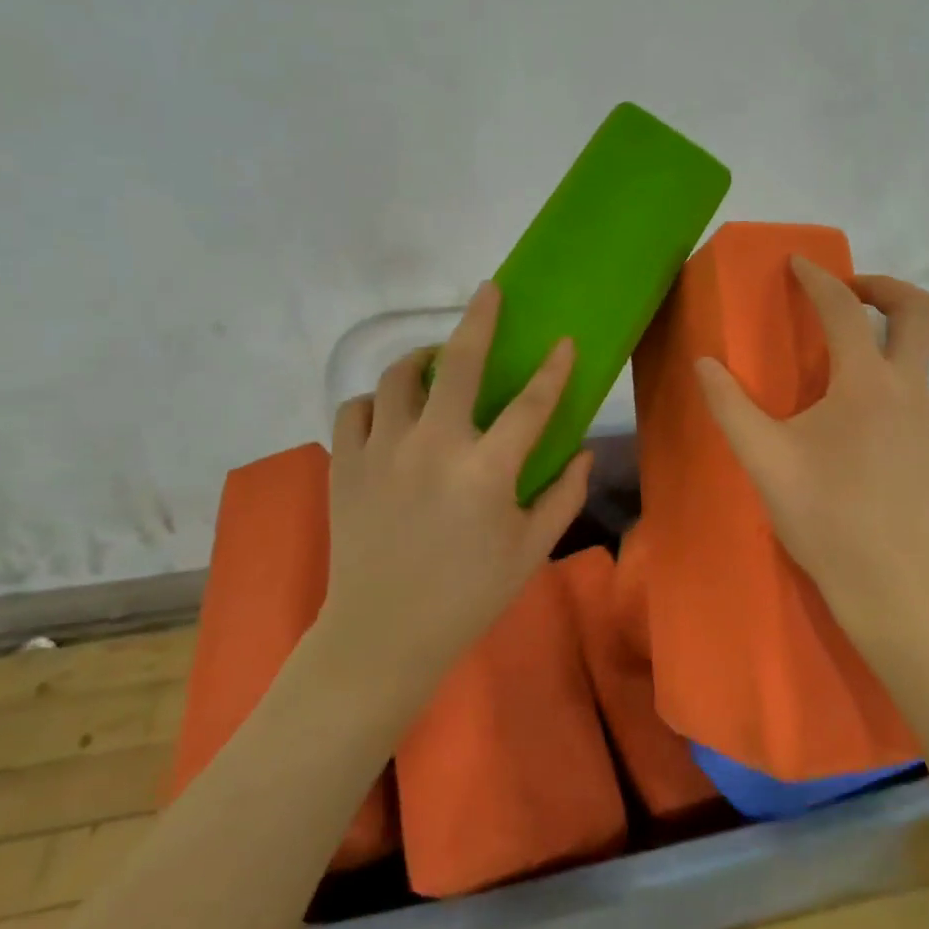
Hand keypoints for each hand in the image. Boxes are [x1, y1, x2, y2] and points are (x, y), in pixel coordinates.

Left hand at [312, 282, 592, 703]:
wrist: (382, 636)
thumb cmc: (467, 596)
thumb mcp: (531, 551)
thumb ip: (564, 496)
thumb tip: (583, 452)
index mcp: (486, 471)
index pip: (531, 403)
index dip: (554, 369)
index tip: (565, 341)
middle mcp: (433, 447)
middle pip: (456, 363)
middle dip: (478, 319)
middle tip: (489, 292)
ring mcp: (382, 452)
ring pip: (397, 376)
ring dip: (421, 359)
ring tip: (435, 363)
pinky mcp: (344, 465)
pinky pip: (356, 408)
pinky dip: (376, 401)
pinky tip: (392, 412)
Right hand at [695, 258, 928, 646]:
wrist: (889, 586)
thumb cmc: (823, 516)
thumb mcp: (764, 459)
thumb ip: (730, 406)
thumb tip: (704, 363)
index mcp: (866, 384)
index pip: (846, 310)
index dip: (820, 279)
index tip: (798, 263)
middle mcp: (908, 392)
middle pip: (919, 311)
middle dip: (883, 286)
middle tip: (846, 291)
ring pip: (915, 361)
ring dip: (880, 346)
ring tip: (834, 374)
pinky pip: (911, 403)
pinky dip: (884, 393)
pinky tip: (853, 435)